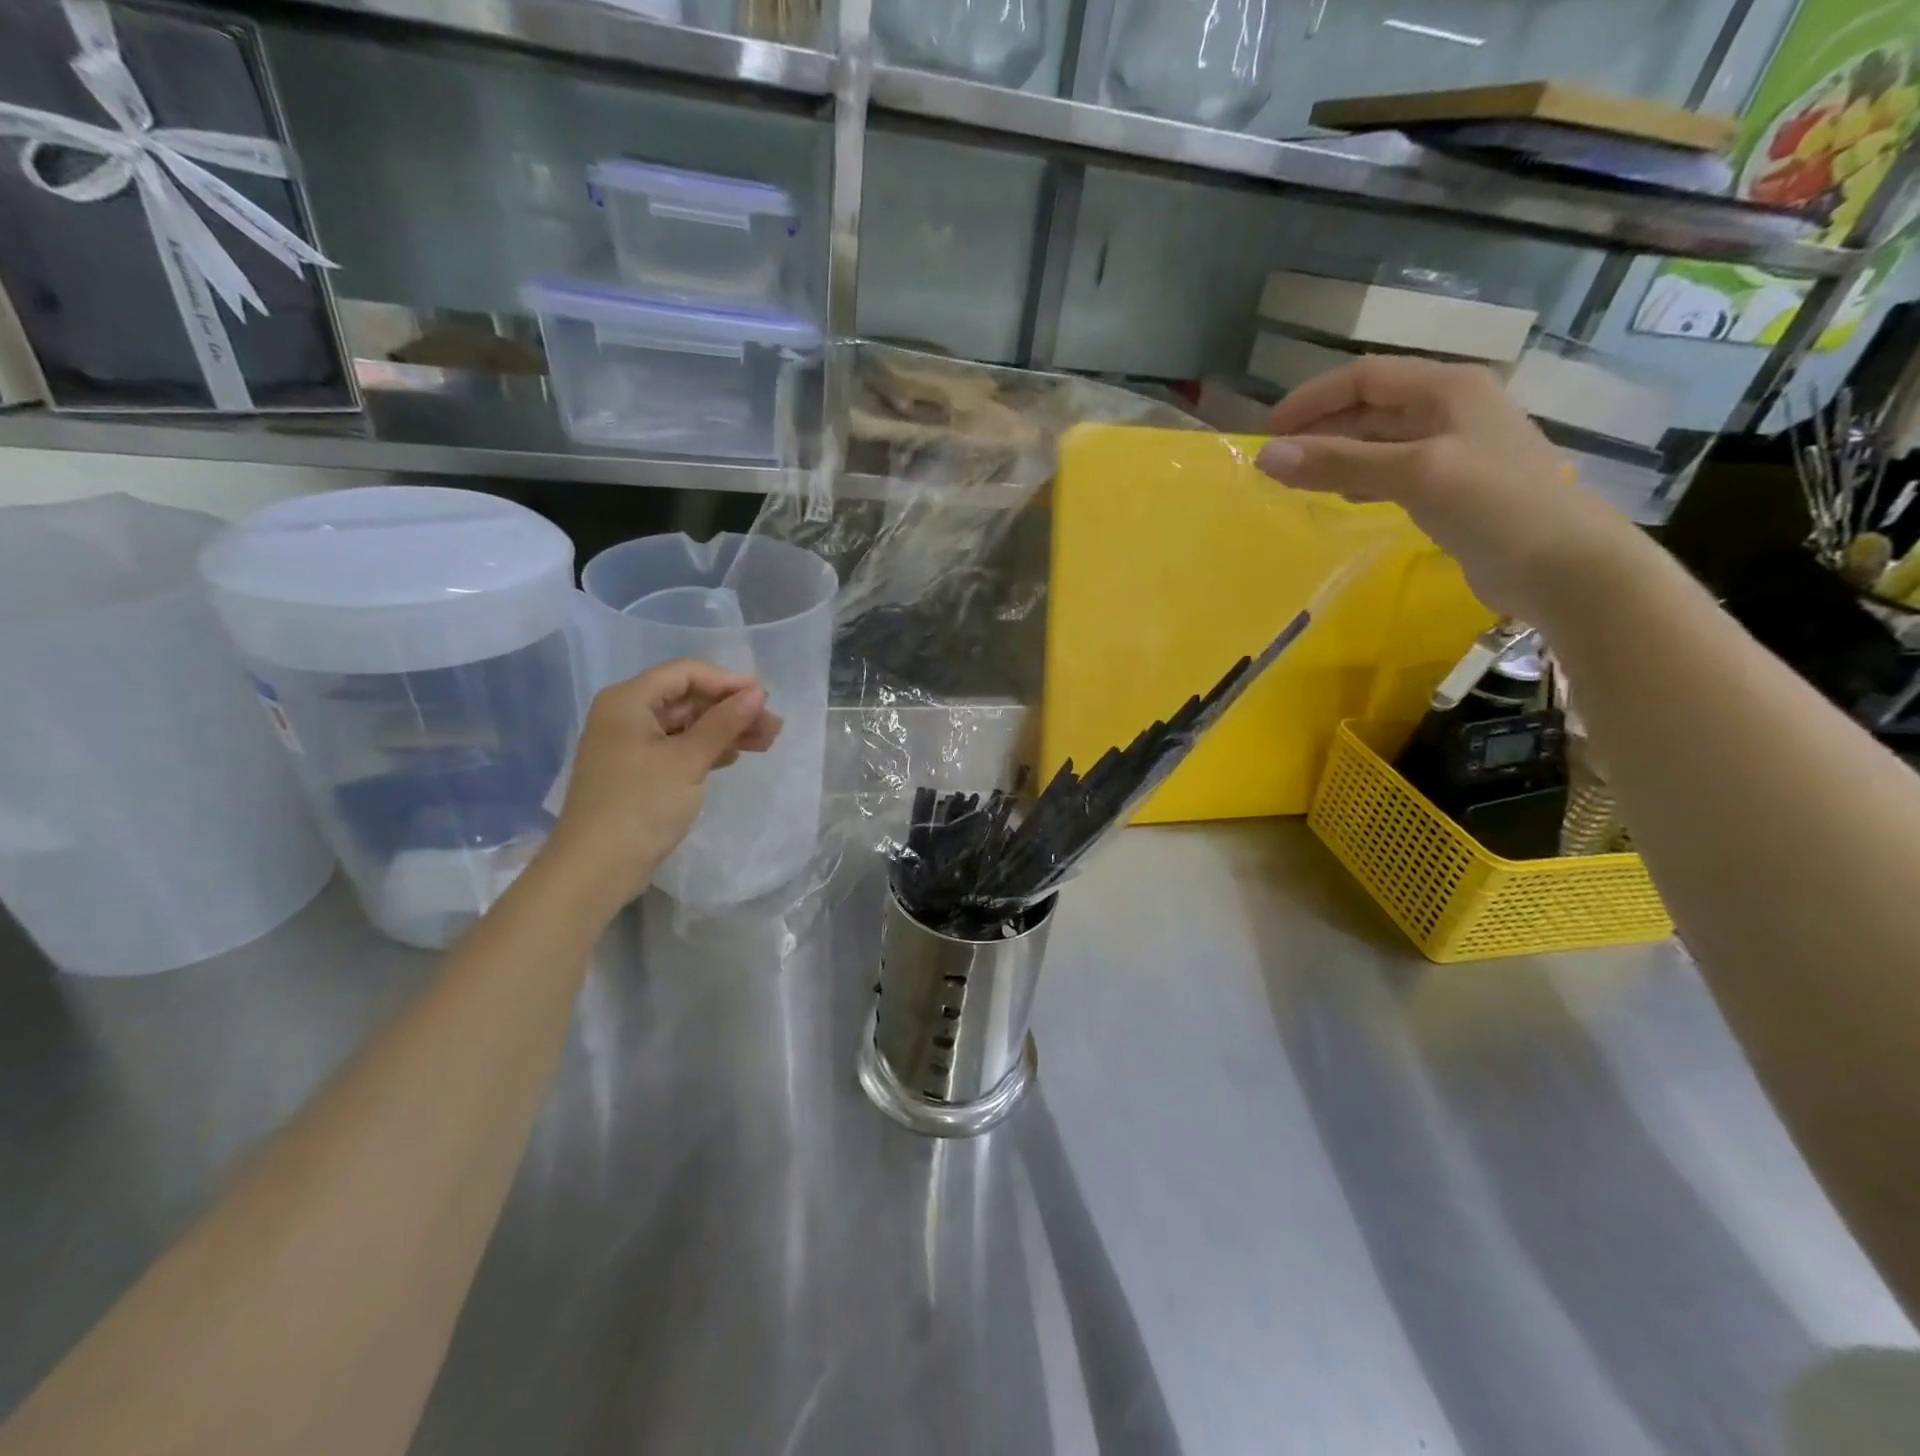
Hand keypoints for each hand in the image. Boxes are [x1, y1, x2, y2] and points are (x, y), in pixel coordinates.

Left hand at [541, 660, 782, 912]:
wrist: (596, 868)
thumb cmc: (640, 805)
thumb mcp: (687, 761)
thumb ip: (723, 723)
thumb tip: (757, 693)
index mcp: (628, 701)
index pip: (685, 673)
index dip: (727, 681)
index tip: (765, 696)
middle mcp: (627, 715)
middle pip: (688, 699)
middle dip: (731, 709)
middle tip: (773, 726)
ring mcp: (631, 745)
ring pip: (687, 724)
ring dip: (725, 730)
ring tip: (766, 742)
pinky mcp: (639, 772)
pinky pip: (679, 747)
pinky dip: (707, 749)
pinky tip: (734, 756)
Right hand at [1256, 355, 1646, 619]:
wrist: (1563, 565)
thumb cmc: (1494, 505)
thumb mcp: (1413, 474)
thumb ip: (1339, 463)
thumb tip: (1266, 457)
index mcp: (1447, 389)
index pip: (1365, 377)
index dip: (1313, 399)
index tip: (1269, 430)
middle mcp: (1450, 409)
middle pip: (1371, 408)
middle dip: (1321, 429)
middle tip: (1277, 461)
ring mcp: (1454, 449)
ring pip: (1379, 442)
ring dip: (1337, 456)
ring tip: (1299, 480)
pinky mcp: (1453, 487)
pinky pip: (1393, 472)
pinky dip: (1361, 479)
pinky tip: (1344, 497)